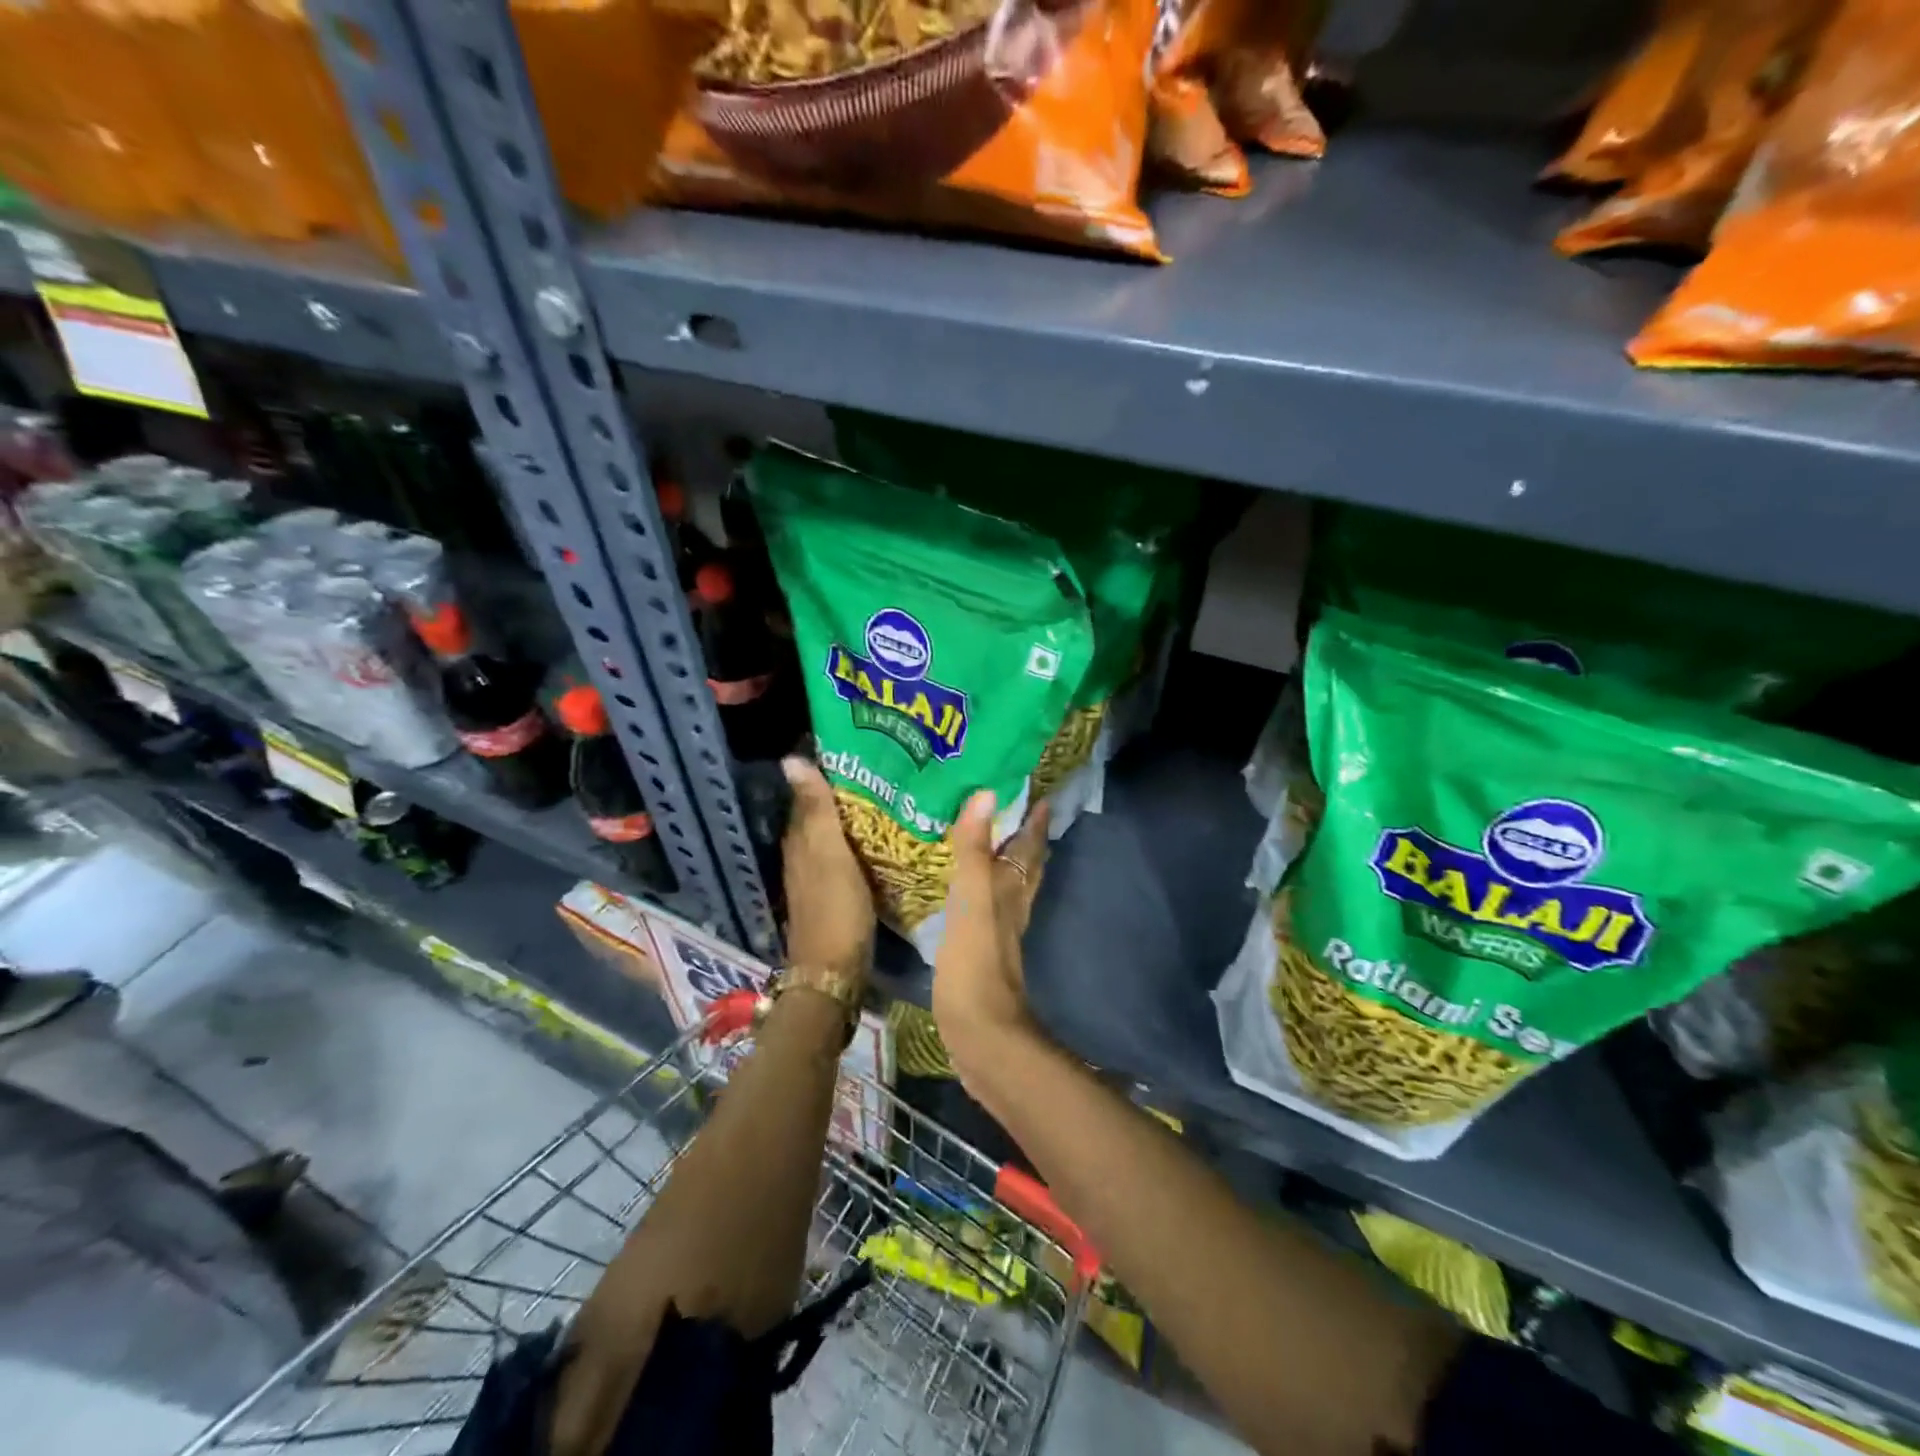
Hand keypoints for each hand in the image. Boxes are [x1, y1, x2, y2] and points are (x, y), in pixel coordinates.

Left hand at [780, 756, 874, 978]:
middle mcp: (803, 854)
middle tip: (882, 768)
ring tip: (887, 795)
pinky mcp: (834, 894)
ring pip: (833, 835)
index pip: (808, 794)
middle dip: (844, 791)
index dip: (827, 771)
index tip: (857, 747)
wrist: (834, 972)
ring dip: (852, 817)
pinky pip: (845, 856)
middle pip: (821, 814)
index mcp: (800, 840)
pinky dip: (858, 842)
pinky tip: (880, 838)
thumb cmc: (835, 907)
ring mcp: (818, 877)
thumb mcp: (829, 853)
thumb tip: (791, 759)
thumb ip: (816, 808)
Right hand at [933, 789, 1050, 1075]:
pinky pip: (987, 908)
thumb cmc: (976, 964)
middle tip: (1016, 808)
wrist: (982, 1035)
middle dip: (1025, 837)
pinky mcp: (981, 953)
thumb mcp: (971, 899)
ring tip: (991, 840)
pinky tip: (968, 892)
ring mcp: (999, 933)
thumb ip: (975, 850)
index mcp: (1012, 890)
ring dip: (1005, 862)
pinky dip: (983, 890)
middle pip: (1026, 866)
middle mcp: (1011, 907)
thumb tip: (987, 793)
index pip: (1029, 846)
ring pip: (1009, 887)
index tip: (1037, 791)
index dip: (1034, 820)